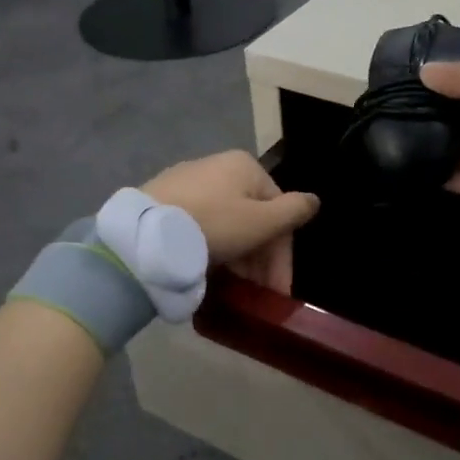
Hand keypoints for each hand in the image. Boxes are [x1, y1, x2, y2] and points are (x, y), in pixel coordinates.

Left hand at [143, 151, 319, 294]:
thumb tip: (315, 200)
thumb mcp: (261, 222)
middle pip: (251, 217)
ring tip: (233, 287)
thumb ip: (293, 212)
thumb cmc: (213, 225)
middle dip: (259, 259)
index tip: (278, 291)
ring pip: (226, 222)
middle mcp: (217, 166)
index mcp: (244, 166)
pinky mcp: (163, 200)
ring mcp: (187, 182)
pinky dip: (211, 247)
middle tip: (257, 292)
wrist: (144, 234)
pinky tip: (207, 269)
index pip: (278, 211)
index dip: (282, 255)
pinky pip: (200, 225)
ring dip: (238, 256)